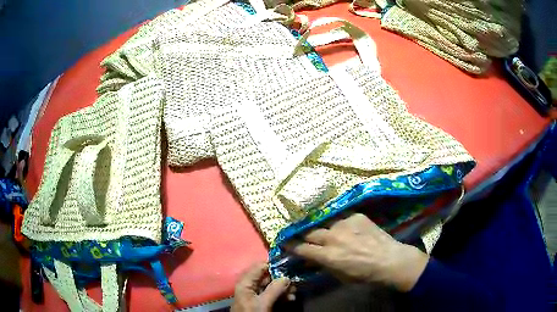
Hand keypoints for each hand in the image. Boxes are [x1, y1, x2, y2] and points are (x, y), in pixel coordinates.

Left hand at [231, 263, 293, 311]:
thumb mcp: (263, 303)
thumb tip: (286, 277)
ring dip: (285, 288)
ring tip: (294, 292)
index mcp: (246, 283)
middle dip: (282, 279)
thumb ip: (274, 289)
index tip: (289, 266)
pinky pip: (274, 295)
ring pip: (272, 286)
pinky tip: (291, 299)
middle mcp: (250, 286)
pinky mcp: (262, 303)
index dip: (274, 265)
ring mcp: (257, 295)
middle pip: (267, 277)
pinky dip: (283, 296)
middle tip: (294, 282)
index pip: (259, 267)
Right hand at [286, 213, 427, 291]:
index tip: (285, 243)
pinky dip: (339, 222)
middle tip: (300, 234)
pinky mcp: (356, 216)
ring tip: (321, 228)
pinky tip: (343, 226)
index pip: (301, 248)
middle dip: (302, 234)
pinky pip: (341, 217)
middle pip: (309, 232)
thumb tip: (311, 258)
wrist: (389, 259)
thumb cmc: (364, 274)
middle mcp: (333, 237)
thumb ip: (323, 265)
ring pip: (324, 222)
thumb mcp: (340, 276)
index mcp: (328, 255)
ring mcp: (344, 224)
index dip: (291, 246)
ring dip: (320, 227)